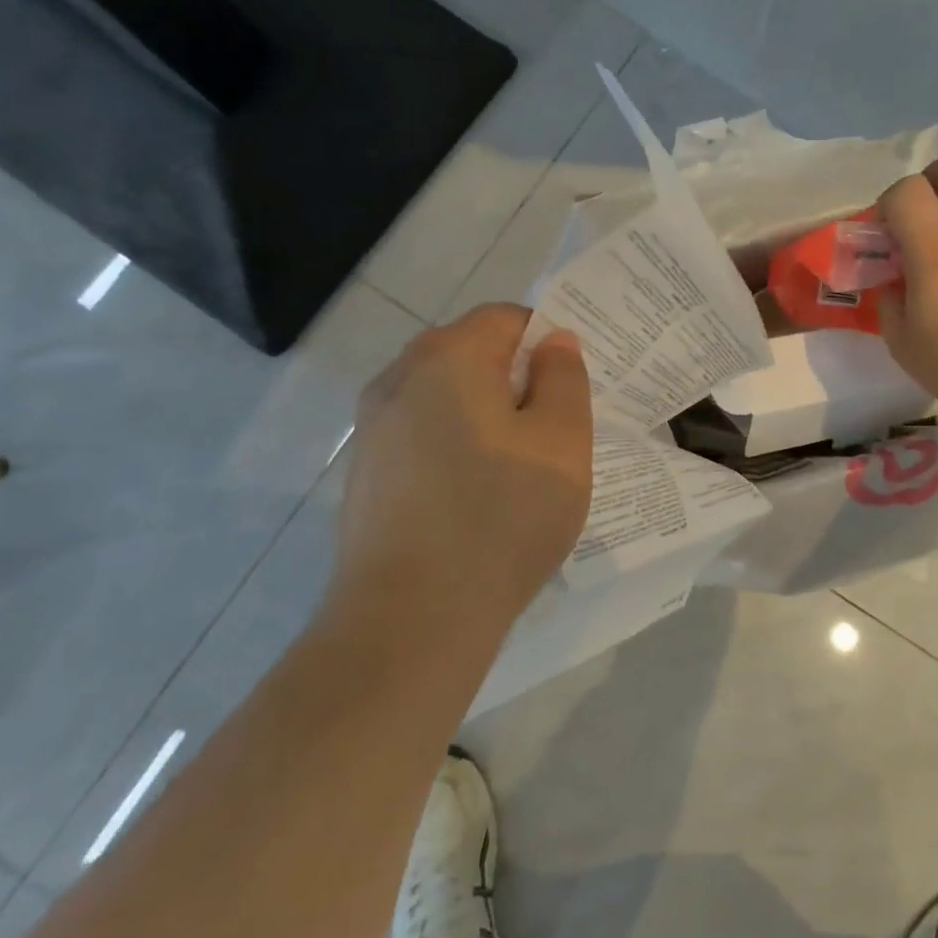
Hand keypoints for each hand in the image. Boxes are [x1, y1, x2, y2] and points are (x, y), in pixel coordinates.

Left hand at [329, 304, 592, 632]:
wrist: (412, 619)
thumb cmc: (502, 517)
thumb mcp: (562, 441)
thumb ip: (564, 378)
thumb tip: (553, 342)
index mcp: (448, 357)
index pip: (505, 318)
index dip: (546, 341)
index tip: (572, 386)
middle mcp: (399, 379)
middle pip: (470, 353)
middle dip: (515, 378)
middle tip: (554, 427)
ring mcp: (373, 430)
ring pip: (444, 398)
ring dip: (485, 415)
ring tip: (519, 467)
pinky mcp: (365, 475)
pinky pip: (422, 437)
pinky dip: (455, 447)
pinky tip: (477, 497)